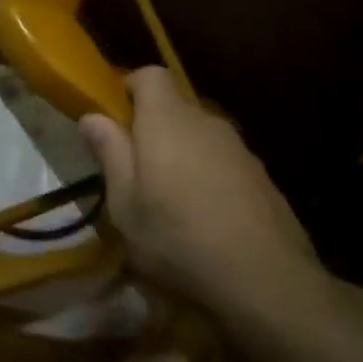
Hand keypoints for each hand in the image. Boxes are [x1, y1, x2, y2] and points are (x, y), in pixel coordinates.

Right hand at [78, 68, 323, 321]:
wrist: (271, 287)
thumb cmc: (179, 240)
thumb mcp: (125, 205)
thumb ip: (109, 153)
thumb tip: (92, 117)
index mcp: (168, 120)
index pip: (150, 74)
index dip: (130, 88)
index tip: (115, 119)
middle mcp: (206, 123)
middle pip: (175, 108)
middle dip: (153, 129)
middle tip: (136, 170)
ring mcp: (241, 151)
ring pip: (201, 138)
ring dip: (183, 156)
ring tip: (172, 202)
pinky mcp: (264, 180)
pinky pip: (225, 164)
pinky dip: (211, 180)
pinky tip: (208, 221)